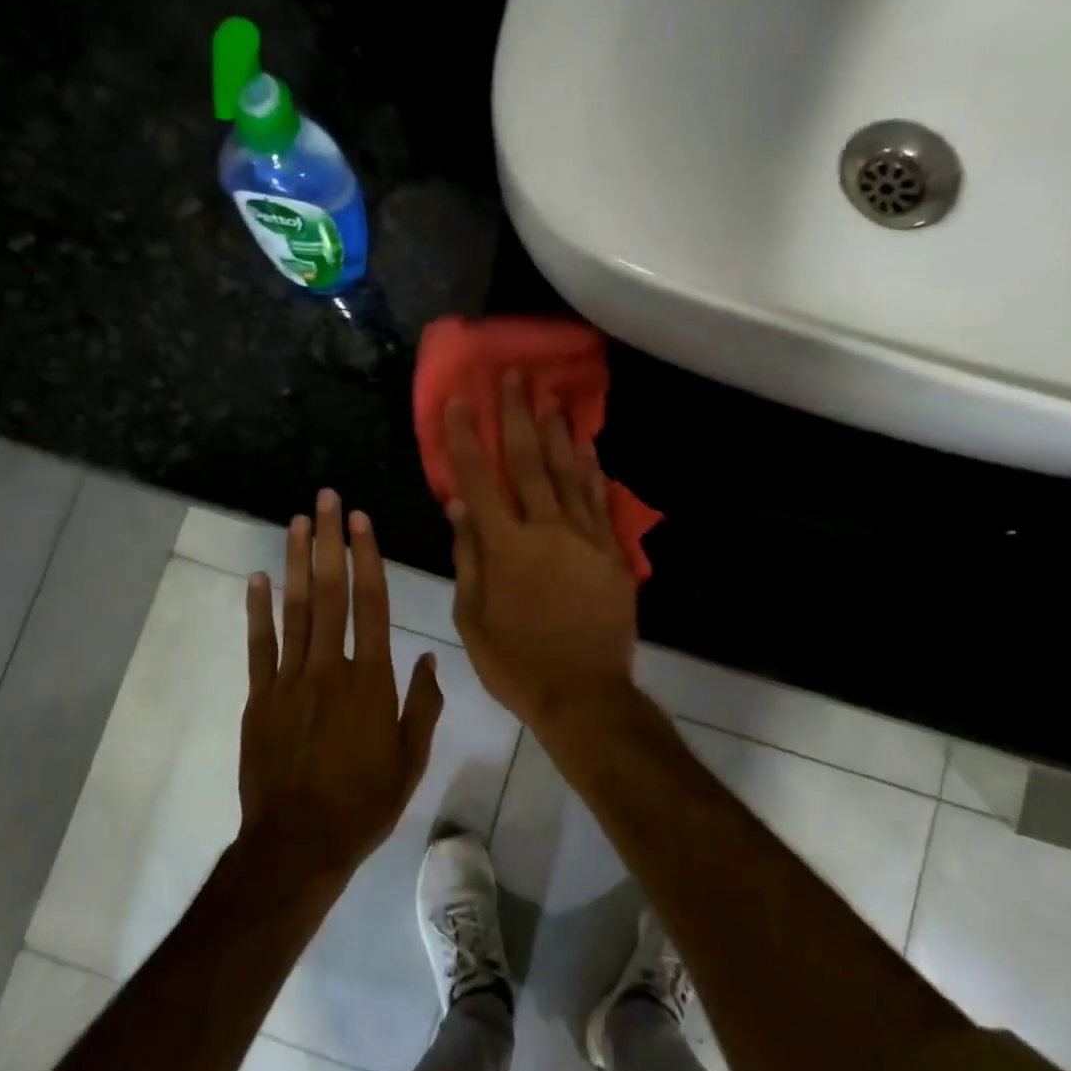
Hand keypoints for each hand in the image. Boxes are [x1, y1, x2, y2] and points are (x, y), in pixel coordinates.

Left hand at [239, 491, 443, 884]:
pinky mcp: (259, 698)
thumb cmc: (364, 803)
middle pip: (330, 594)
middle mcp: (330, 668)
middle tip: (326, 500)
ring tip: (296, 522)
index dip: (367, 558)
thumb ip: (423, 704)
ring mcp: (290, 681)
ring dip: (296, 563)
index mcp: (372, 681)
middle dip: (329, 542)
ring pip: (294, 610)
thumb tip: (428, 656)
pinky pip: (259, 646)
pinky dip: (257, 611)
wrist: (299, 843)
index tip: (361, 521)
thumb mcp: (411, 759)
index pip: (372, 605)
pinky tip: (257, 579)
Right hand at [444, 374, 638, 729]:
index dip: (466, 438)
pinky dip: (592, 472)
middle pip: (528, 462)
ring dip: (558, 432)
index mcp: (505, 547)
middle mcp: (547, 531)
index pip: (478, 481)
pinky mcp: (612, 554)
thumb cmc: (515, 662)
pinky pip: (600, 503)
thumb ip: (468, 558)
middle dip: (516, 416)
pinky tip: (588, 448)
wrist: (583, 694)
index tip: (460, 400)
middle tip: (513, 376)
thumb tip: (459, 507)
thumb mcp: (473, 618)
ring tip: (552, 397)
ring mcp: (585, 539)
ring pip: (569, 474)